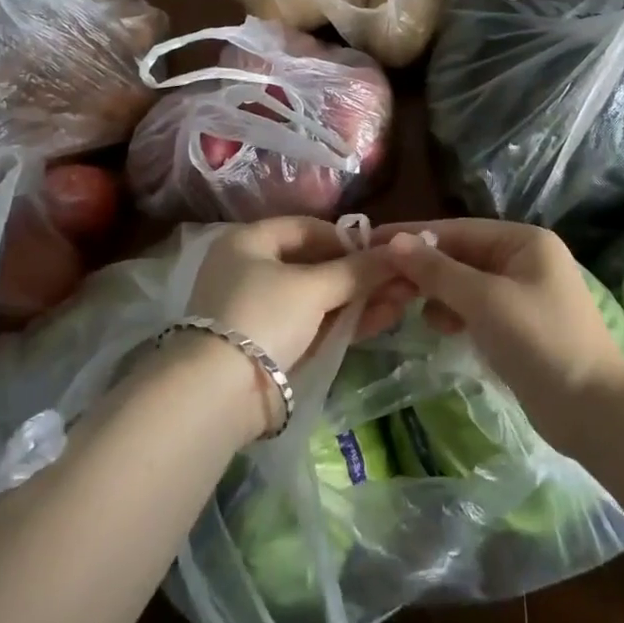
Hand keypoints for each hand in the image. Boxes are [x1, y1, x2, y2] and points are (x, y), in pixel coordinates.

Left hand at [178, 217, 412, 440]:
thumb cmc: (263, 317)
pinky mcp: (273, 347)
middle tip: (400, 277)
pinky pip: (315, 325)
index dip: (344, 238)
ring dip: (359, 298)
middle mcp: (251, 271)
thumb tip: (398, 253)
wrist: (220, 395)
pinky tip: (384, 318)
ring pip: (318, 298)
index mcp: (248, 242)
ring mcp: (261, 311)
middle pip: (314, 264)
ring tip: (403, 299)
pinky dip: (346, 321)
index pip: (304, 228)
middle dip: (358, 272)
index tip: (380, 250)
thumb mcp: (312, 287)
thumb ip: (356, 270)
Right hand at [373, 220, 623, 451]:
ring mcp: (522, 292)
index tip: (372, 240)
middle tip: (382, 281)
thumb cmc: (541, 343)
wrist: (595, 414)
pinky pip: (476, 307)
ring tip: (410, 309)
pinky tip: (439, 327)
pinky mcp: (519, 325)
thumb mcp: (484, 301)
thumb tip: (394, 241)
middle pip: (460, 255)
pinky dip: (455, 313)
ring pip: (465, 282)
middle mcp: (524, 258)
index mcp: (524, 241)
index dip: (415, 235)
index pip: (457, 229)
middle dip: (424, 269)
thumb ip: (438, 271)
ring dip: (437, 293)